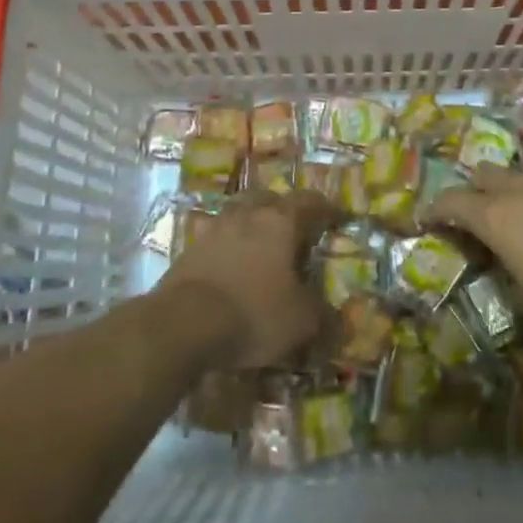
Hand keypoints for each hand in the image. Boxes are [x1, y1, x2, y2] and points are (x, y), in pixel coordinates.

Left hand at [159, 192, 325, 367]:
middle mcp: (248, 215)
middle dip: (283, 209)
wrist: (183, 323)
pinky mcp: (189, 250)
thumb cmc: (254, 312)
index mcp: (281, 221)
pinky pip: (216, 239)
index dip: (326, 209)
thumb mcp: (300, 321)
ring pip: (239, 215)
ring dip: (251, 225)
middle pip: (269, 199)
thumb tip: (339, 320)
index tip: (337, 217)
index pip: (309, 202)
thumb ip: (323, 315)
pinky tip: (231, 268)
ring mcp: (215, 229)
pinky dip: (228, 248)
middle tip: (293, 228)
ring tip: (260, 247)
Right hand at [428, 166, 522, 332]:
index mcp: (495, 217)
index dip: (436, 209)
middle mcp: (520, 188)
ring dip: (516, 193)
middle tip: (480, 216)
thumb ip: (510, 283)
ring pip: (522, 175)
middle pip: (483, 175)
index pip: (451, 202)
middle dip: (475, 191)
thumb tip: (508, 274)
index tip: (428, 218)